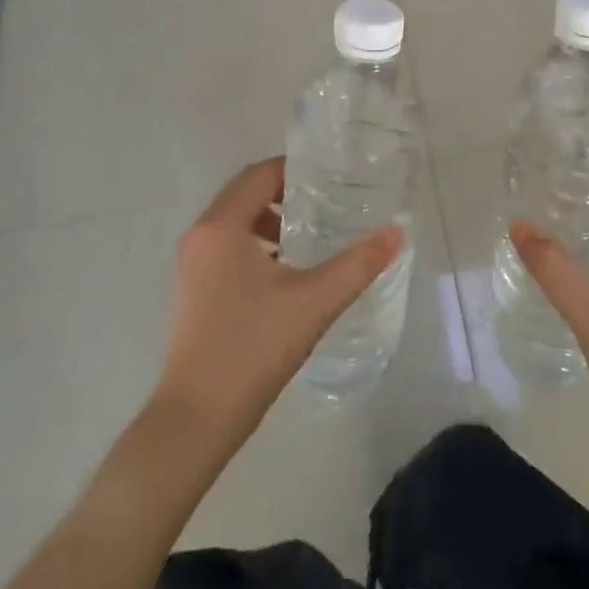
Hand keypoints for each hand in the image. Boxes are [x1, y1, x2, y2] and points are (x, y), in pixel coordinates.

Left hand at [152, 158, 403, 451]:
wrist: (198, 418)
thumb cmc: (254, 348)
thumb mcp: (314, 302)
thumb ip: (358, 264)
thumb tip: (396, 233)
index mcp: (222, 226)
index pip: (260, 174)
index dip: (295, 170)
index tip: (331, 179)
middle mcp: (201, 234)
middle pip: (245, 192)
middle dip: (286, 193)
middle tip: (327, 202)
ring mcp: (192, 263)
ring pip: (235, 221)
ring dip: (271, 220)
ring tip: (310, 237)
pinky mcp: (193, 287)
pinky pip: (226, 245)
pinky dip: (255, 243)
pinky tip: (286, 272)